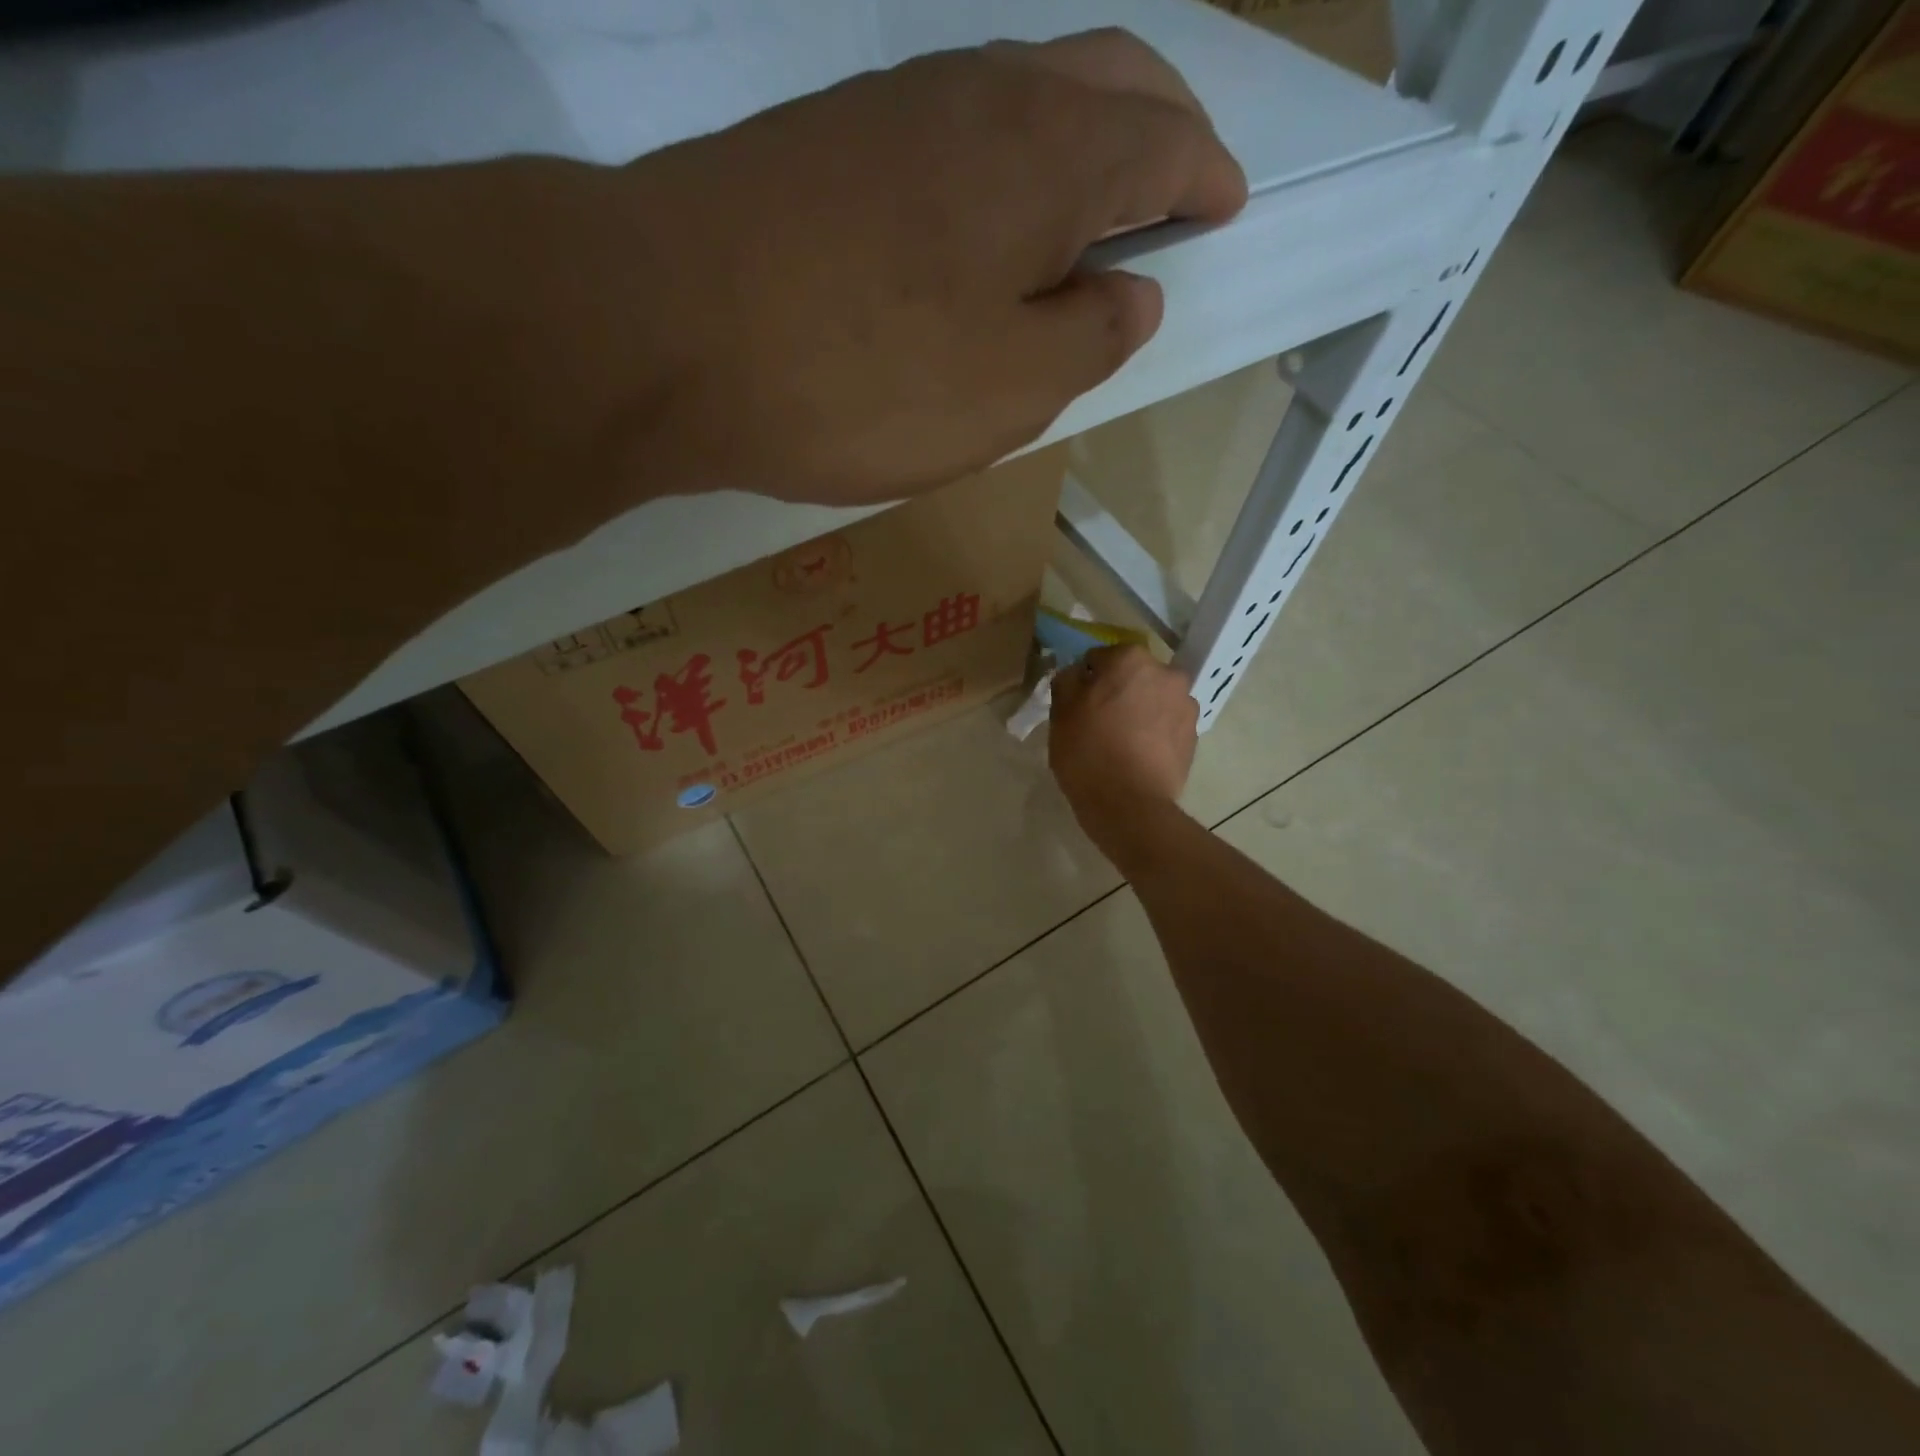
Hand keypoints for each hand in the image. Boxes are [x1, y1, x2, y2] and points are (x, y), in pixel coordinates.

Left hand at [614, 29, 1246, 504]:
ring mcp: (893, 107)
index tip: (1225, 209)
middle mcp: (979, 96)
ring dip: (1072, 143)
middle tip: (1173, 190)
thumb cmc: (864, 375)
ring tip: (1083, 216)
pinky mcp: (827, 144)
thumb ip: (1087, 339)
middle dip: (1156, 128)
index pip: (1163, 141)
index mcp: (1049, 155)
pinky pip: (948, 134)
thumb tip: (1133, 294)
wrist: (667, 330)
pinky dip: (996, 168)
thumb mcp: (1008, 389)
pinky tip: (982, 226)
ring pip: (1020, 96)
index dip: (1205, 176)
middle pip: (1103, 79)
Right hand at [1049, 645, 1198, 857]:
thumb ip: (1067, 680)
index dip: (1085, 680)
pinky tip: (1138, 756)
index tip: (1077, 704)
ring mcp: (1186, 705)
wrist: (1130, 806)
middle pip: (1133, 676)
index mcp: (1131, 660)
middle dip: (1118, 691)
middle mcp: (1166, 673)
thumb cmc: (1089, 753)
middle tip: (1098, 722)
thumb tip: (1078, 673)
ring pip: (1153, 699)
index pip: (1099, 658)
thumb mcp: (1061, 713)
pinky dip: (1154, 733)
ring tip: (1121, 742)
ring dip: (1139, 711)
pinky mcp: (1194, 736)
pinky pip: (1167, 724)